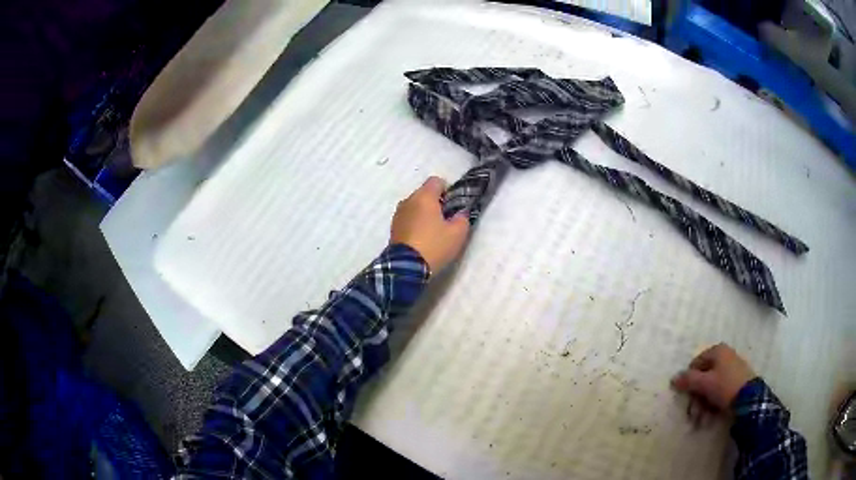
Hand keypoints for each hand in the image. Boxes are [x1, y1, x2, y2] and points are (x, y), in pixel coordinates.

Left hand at [390, 177, 469, 273]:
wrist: (407, 267)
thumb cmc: (434, 245)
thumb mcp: (458, 233)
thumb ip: (462, 218)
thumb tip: (459, 213)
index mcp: (424, 196)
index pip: (436, 181)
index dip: (447, 190)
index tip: (453, 206)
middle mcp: (408, 200)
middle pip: (425, 194)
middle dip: (436, 203)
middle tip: (446, 221)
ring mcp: (398, 214)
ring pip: (415, 206)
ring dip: (424, 214)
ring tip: (433, 232)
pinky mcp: (393, 228)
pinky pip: (408, 218)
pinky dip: (415, 224)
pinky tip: (422, 239)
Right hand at [672, 343, 755, 412]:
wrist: (749, 398)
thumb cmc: (725, 386)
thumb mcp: (704, 383)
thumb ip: (688, 380)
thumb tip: (673, 378)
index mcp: (718, 351)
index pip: (695, 364)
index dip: (689, 380)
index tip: (686, 396)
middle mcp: (725, 357)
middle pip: (703, 378)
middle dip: (696, 399)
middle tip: (693, 414)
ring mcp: (732, 370)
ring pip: (710, 388)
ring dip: (703, 406)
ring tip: (701, 420)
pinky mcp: (736, 383)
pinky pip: (720, 393)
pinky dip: (713, 405)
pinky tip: (710, 417)